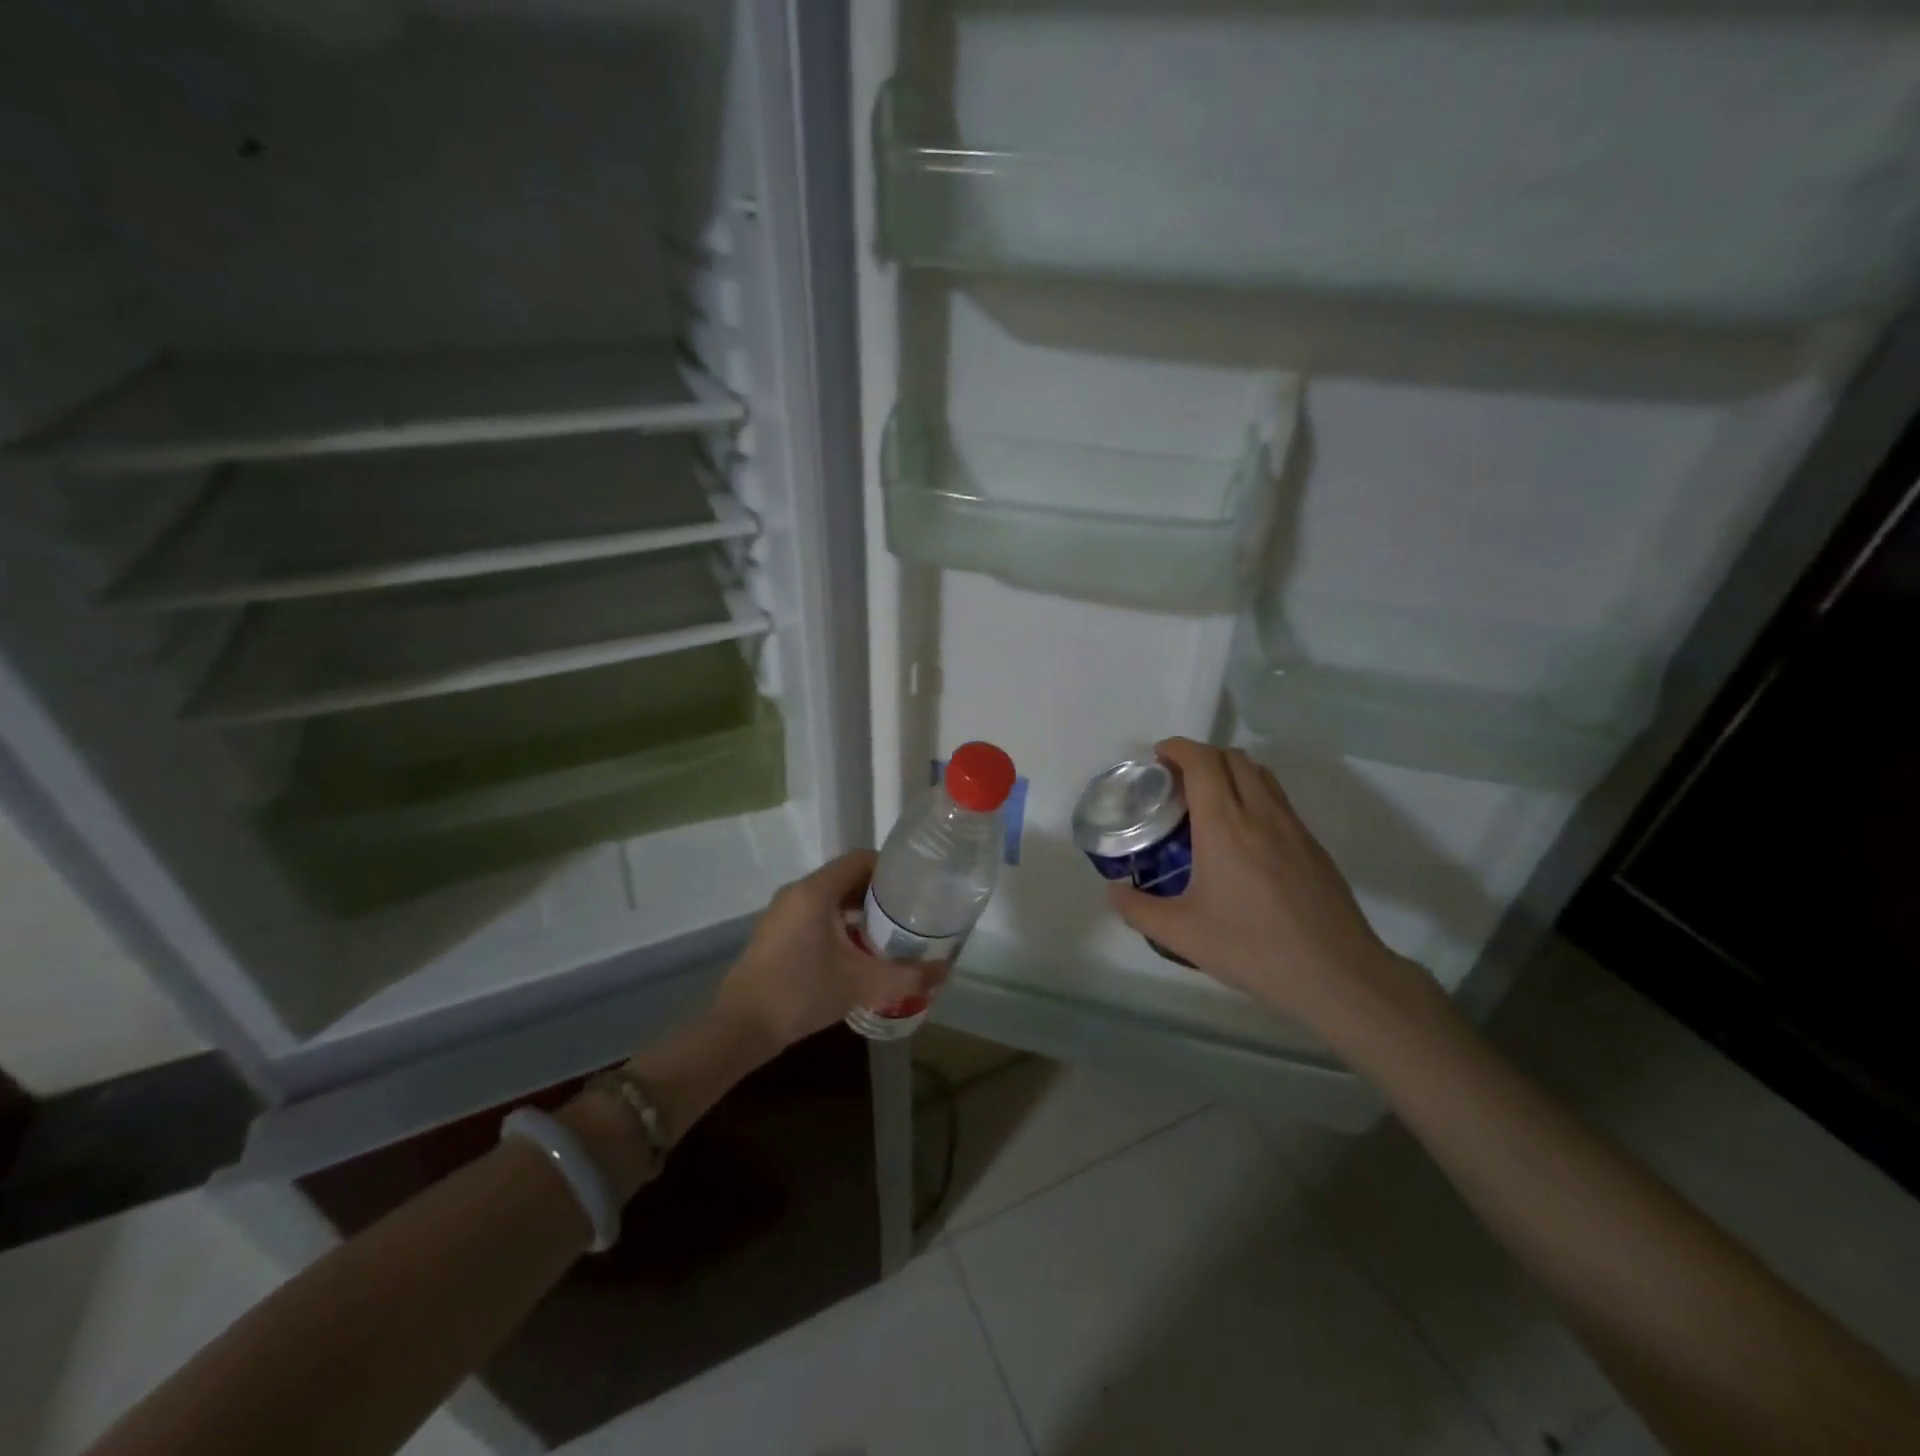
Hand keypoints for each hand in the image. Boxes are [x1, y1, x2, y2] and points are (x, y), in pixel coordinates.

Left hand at [714, 850, 943, 1049]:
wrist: (741, 1027)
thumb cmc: (802, 992)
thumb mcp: (863, 984)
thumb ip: (907, 976)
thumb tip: (945, 971)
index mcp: (816, 890)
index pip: (861, 859)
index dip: (892, 869)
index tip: (916, 888)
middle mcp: (797, 892)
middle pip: (846, 877)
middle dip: (879, 893)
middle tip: (908, 914)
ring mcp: (782, 913)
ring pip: (830, 898)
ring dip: (858, 911)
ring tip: (888, 934)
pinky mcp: (775, 933)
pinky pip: (814, 915)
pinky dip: (838, 924)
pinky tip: (855, 953)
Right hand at [1108, 738, 1426, 1033]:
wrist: (1335, 974)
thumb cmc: (1252, 948)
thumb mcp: (1181, 934)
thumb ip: (1138, 910)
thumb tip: (1114, 892)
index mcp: (1224, 825)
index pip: (1202, 762)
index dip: (1178, 748)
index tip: (1159, 756)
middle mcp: (1260, 813)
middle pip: (1232, 757)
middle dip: (1201, 756)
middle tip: (1178, 780)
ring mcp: (1292, 826)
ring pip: (1260, 774)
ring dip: (1230, 770)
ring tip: (1209, 800)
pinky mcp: (1312, 845)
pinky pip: (1278, 799)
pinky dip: (1253, 794)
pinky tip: (1243, 835)